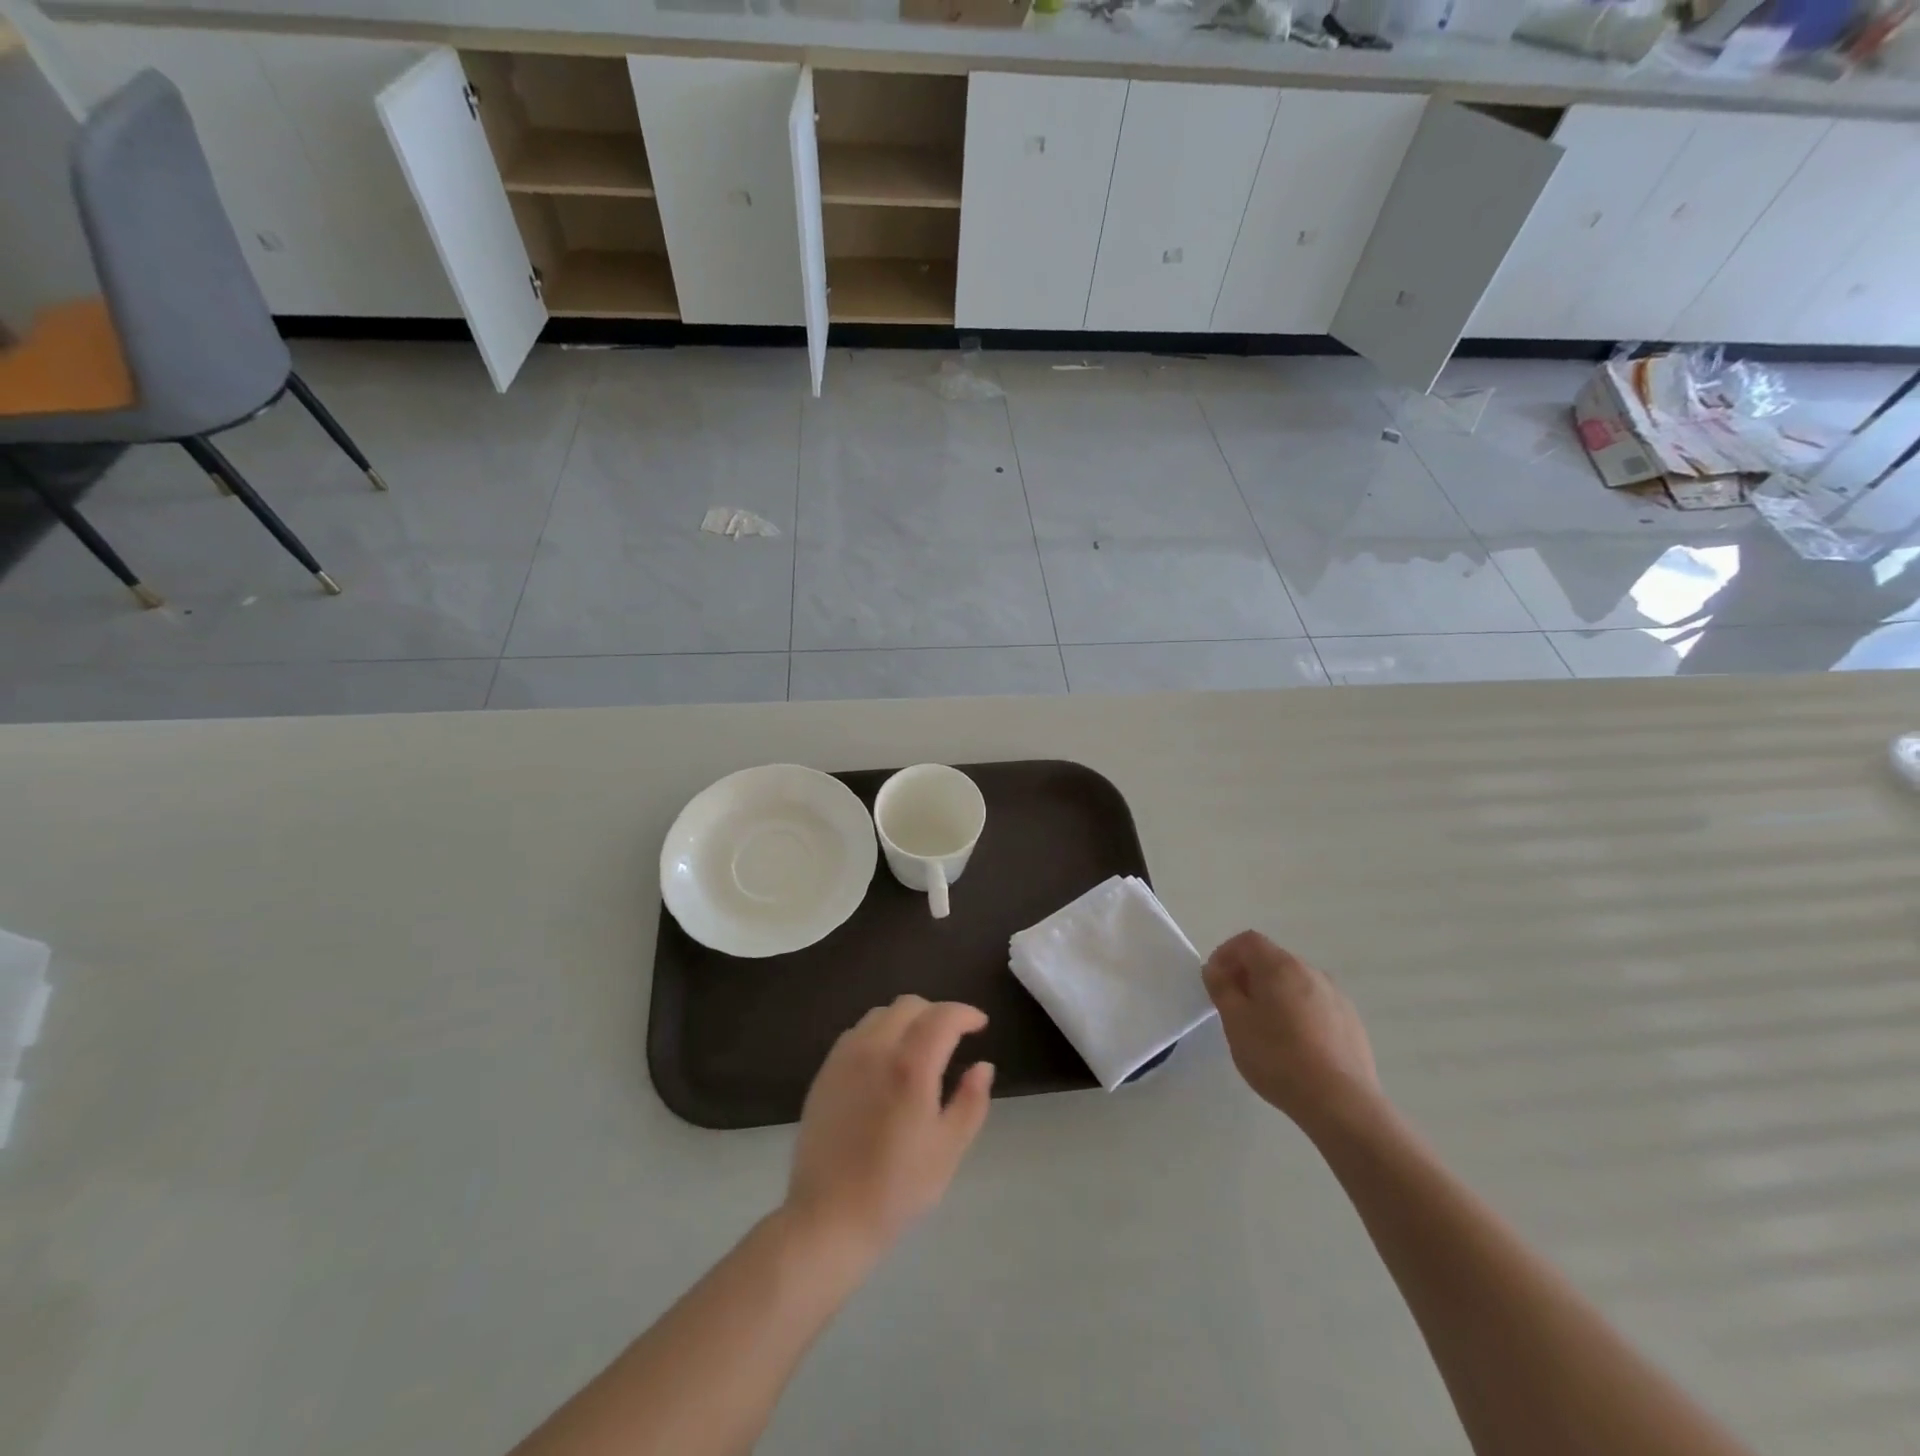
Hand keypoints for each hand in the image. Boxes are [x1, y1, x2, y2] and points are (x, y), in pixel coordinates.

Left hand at [785, 996, 993, 1259]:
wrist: (828, 1217)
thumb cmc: (896, 1188)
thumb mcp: (948, 1150)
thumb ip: (971, 1101)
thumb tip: (983, 1065)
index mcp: (910, 1066)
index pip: (943, 1016)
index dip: (966, 1013)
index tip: (981, 1025)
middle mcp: (875, 1049)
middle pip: (910, 1005)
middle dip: (937, 1013)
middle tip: (953, 1038)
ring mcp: (845, 1057)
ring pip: (880, 1014)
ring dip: (906, 1020)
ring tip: (919, 1048)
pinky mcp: (825, 1071)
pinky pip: (857, 1033)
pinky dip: (879, 1033)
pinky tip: (885, 1063)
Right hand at [1203, 931, 1380, 1135]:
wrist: (1341, 1103)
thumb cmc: (1278, 1057)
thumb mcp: (1235, 1022)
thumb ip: (1221, 989)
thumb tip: (1215, 969)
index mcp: (1280, 966)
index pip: (1247, 941)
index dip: (1225, 954)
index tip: (1215, 981)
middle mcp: (1311, 971)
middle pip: (1272, 960)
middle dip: (1249, 975)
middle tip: (1235, 1007)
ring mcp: (1336, 996)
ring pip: (1295, 983)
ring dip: (1275, 994)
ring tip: (1265, 1029)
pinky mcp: (1352, 1021)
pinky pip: (1316, 1004)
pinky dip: (1299, 1012)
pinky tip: (1296, 1046)